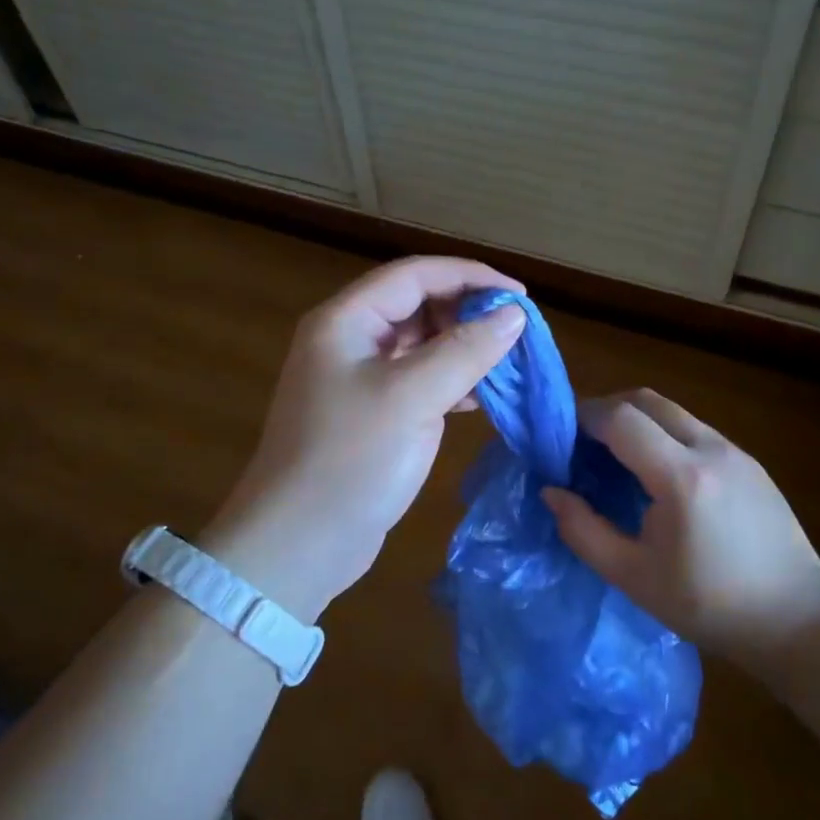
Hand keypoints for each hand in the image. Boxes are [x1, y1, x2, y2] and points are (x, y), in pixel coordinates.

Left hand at [200, 257, 526, 620]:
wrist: (298, 545)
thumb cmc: (350, 460)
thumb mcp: (412, 398)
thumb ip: (465, 350)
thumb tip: (514, 314)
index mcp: (346, 321)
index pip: (415, 274)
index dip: (470, 276)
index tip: (521, 296)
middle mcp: (349, 340)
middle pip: (418, 305)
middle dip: (468, 313)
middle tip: (517, 334)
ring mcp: (358, 379)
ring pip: (421, 344)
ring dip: (464, 347)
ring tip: (509, 363)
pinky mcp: (371, 414)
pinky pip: (418, 380)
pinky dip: (451, 381)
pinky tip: (481, 396)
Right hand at [541, 389, 819, 662]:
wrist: (797, 619)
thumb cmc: (709, 605)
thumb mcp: (633, 577)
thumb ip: (583, 531)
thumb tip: (551, 492)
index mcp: (681, 477)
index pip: (620, 419)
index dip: (583, 418)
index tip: (558, 436)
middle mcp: (710, 449)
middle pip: (646, 400)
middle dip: (606, 409)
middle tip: (580, 441)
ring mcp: (735, 451)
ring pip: (672, 411)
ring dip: (635, 420)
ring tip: (613, 456)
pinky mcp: (749, 461)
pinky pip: (693, 429)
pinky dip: (662, 433)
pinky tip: (654, 473)